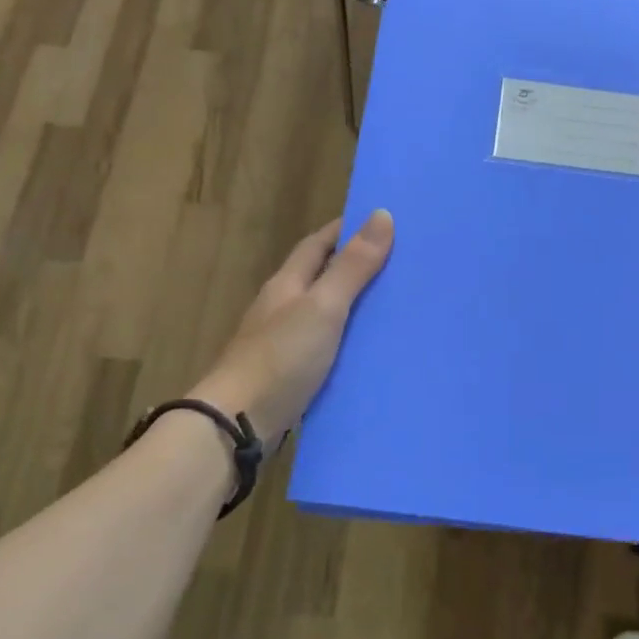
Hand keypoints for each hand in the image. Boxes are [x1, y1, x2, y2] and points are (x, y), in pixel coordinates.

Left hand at [190, 211, 394, 444]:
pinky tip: (371, 350)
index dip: (345, 230)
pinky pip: (326, 346)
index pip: (317, 244)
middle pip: (321, 276)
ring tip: (395, 304)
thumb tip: (381, 215)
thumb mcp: (323, 306)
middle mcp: (283, 308)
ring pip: (325, 313)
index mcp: (287, 284)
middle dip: (355, 266)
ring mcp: (284, 343)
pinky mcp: (290, 374)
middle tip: (400, 263)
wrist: (238, 423)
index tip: (381, 221)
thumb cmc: (281, 357)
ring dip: (354, 305)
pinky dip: (349, 340)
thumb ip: (352, 266)